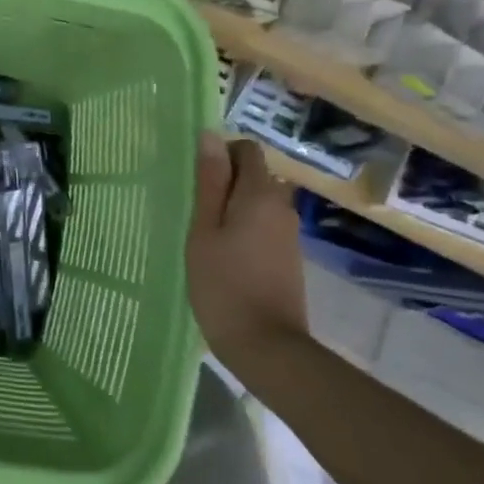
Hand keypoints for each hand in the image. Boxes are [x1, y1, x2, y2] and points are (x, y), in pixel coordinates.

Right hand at [185, 132, 308, 357]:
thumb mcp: (204, 230)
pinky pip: (264, 225)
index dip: (221, 155)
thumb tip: (210, 136)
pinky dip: (244, 228)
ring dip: (233, 207)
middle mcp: (282, 206)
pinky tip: (224, 255)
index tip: (197, 180)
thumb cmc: (224, 284)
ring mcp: (289, 233)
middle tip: (194, 208)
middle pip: (254, 175)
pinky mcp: (289, 257)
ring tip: (204, 233)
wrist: (267, 347)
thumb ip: (209, 183)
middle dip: (225, 182)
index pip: (247, 150)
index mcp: (260, 194)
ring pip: (258, 201)